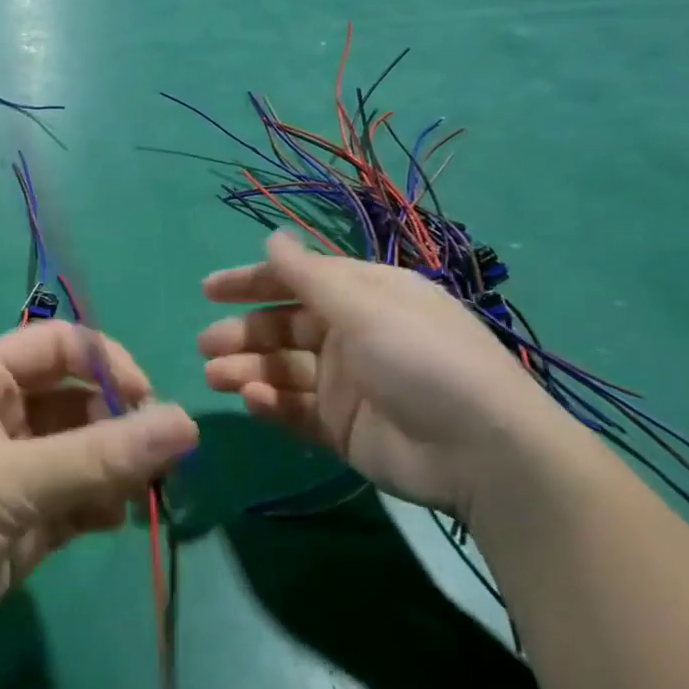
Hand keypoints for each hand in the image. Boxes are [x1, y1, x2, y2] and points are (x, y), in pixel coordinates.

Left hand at [0, 320, 197, 688]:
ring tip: (136, 495)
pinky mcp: (19, 525)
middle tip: (158, 462)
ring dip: (115, 470)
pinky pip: (75, 501)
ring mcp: (10, 473)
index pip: (61, 346)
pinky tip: (110, 522)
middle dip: (119, 426)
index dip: (108, 365)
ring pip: (82, 455)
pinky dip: (98, 507)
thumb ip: (100, 455)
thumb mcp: (11, 479)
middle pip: (78, 402)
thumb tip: (187, 424)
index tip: (148, 403)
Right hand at [198, 231, 565, 521]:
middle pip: (284, 327)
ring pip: (283, 369)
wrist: (482, 452)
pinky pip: (296, 409)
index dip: (253, 282)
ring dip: (247, 369)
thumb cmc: (422, 359)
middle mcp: (353, 335)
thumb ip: (309, 275)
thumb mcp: (365, 307)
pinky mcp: (342, 427)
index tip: (208, 290)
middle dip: (243, 332)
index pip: (299, 281)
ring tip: (214, 376)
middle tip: (206, 344)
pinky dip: (271, 404)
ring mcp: (347, 384)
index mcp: (364, 297)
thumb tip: (272, 236)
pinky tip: (254, 401)